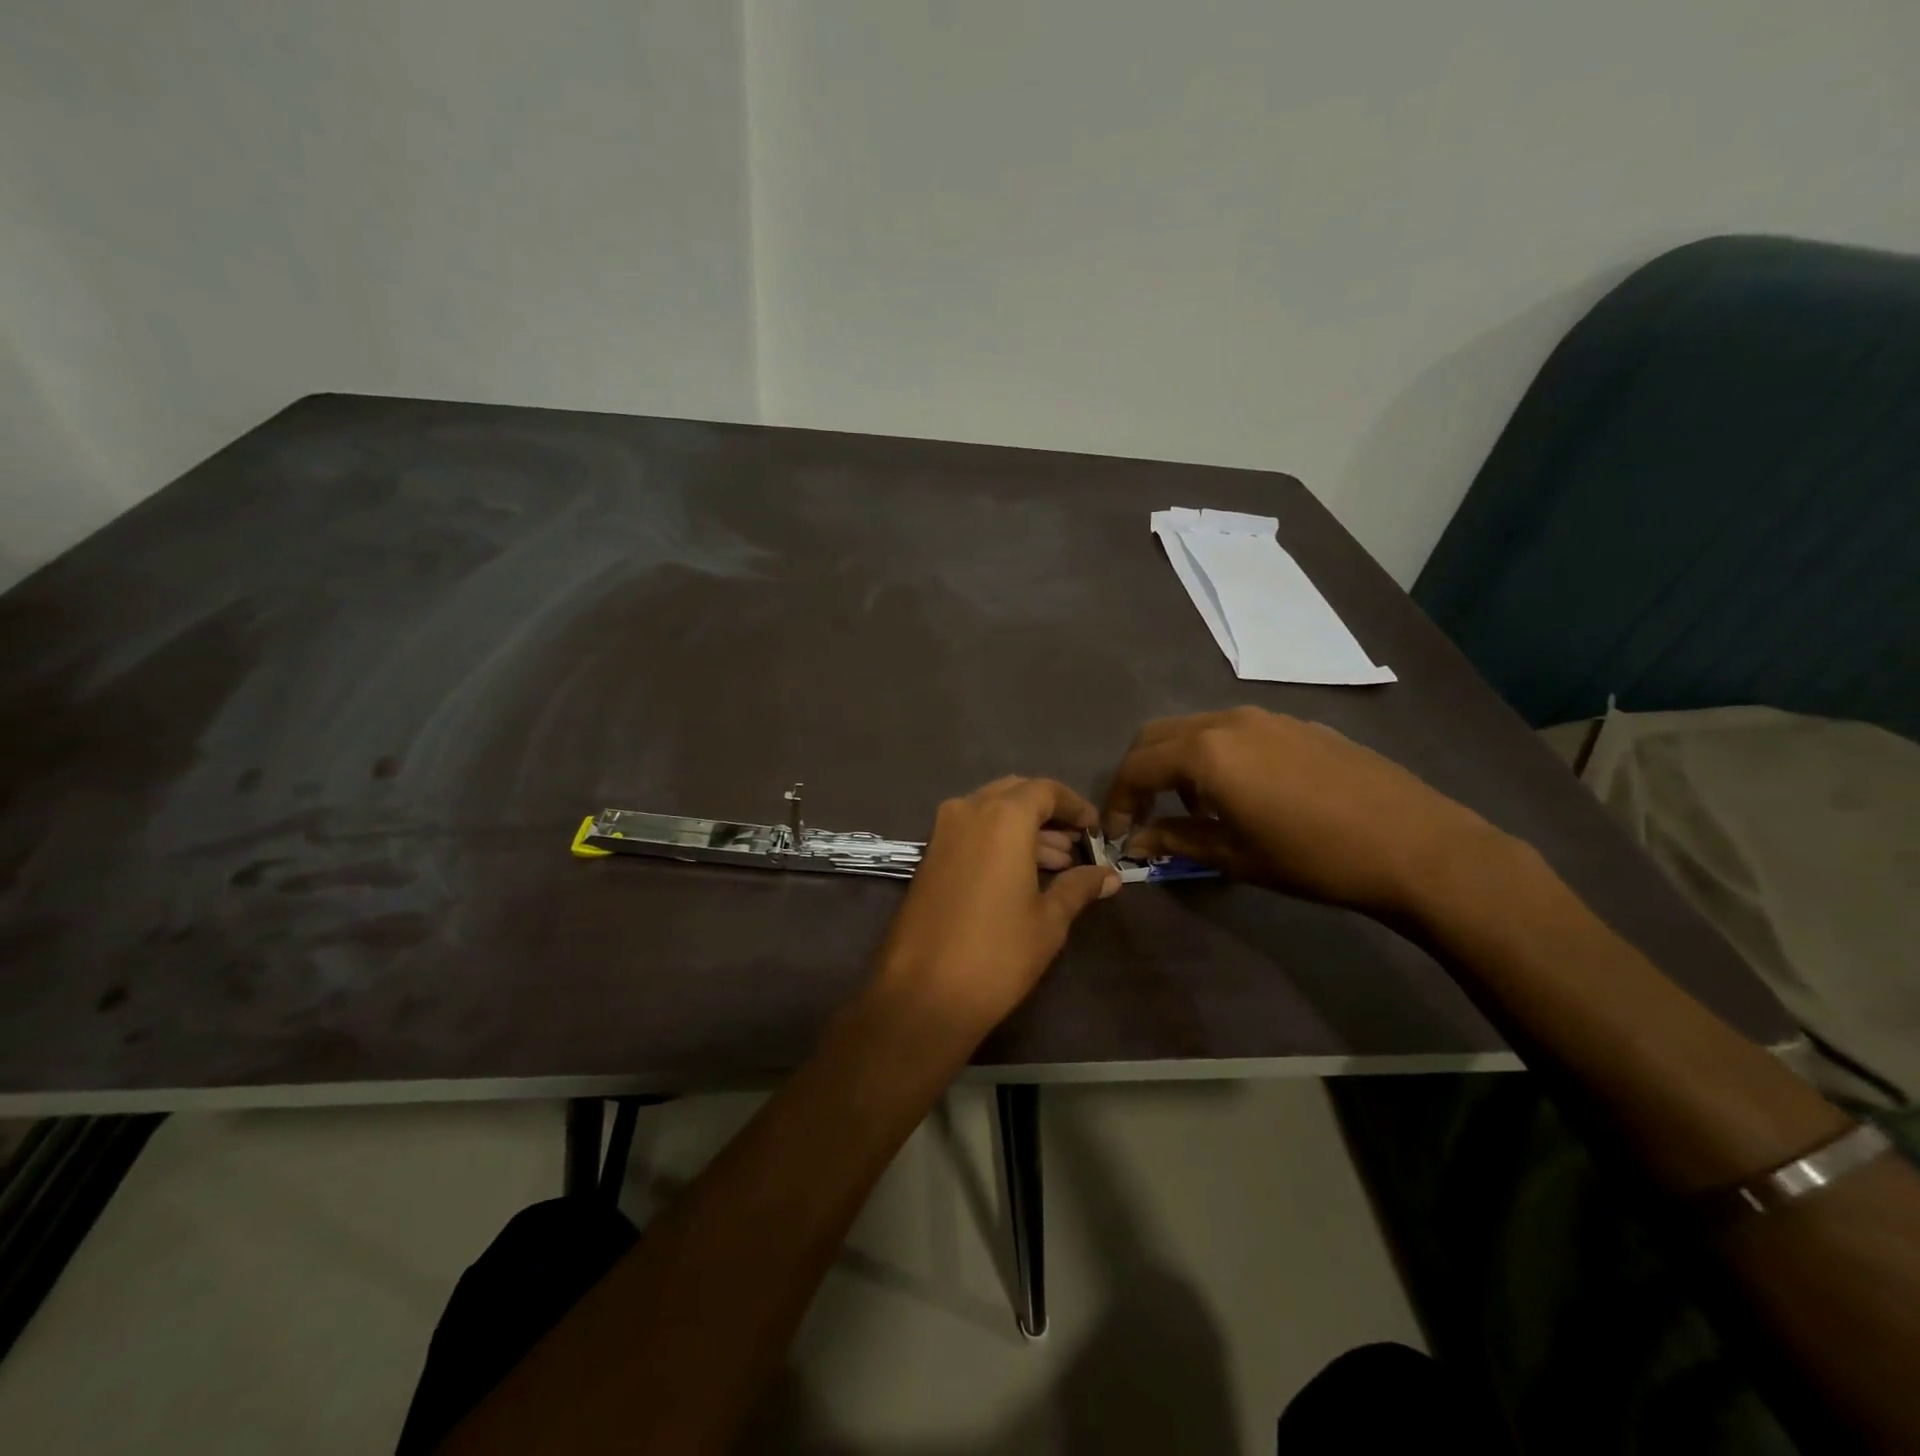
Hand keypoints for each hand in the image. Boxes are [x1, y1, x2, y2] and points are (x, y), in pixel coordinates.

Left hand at [873, 777, 1119, 1041]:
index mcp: (1002, 816)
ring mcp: (942, 832)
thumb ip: (1079, 887)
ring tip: (1058, 866)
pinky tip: (1022, 875)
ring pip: (991, 812)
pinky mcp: (928, 856)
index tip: (1096, 830)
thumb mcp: (1049, 920)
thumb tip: (1109, 876)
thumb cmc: (997, 953)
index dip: (1076, 806)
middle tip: (1077, 847)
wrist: (923, 993)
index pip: (1046, 790)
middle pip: (1016, 794)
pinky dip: (998, 841)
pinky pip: (970, 831)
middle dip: (1048, 815)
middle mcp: (968, 810)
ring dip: (1024, 829)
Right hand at [1105, 708, 1502, 916]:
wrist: (1413, 845)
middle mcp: (1227, 721)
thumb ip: (1177, 841)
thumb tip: (1138, 842)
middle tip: (1141, 814)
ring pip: (1195, 728)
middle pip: (1157, 736)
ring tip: (1191, 808)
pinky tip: (1239, 793)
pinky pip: (1233, 731)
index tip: (1117, 834)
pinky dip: (1213, 755)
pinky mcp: (1296, 723)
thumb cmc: (1312, 857)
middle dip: (1139, 774)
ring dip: (1176, 762)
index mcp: (1205, 752)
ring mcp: (1265, 716)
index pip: (1137, 767)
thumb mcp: (1236, 856)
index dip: (1118, 801)